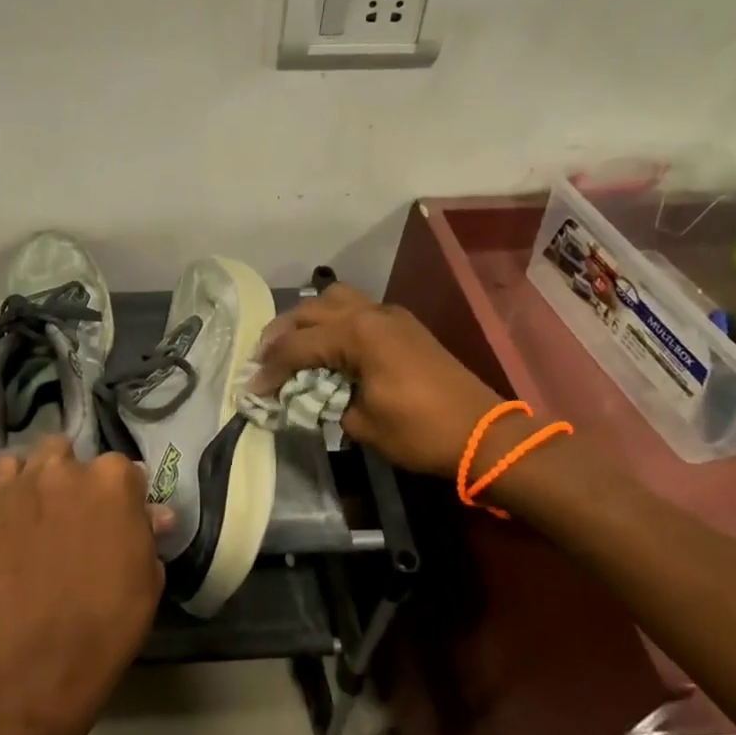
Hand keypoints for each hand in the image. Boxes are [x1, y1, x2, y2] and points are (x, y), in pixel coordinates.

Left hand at [0, 437, 167, 734]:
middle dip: (82, 478)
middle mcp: (70, 468)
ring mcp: (27, 482)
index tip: (121, 517)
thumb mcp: (148, 575)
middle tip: (81, 514)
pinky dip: (15, 481)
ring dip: (48, 473)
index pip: (126, 469)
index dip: (125, 495)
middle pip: (78, 456)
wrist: (45, 654)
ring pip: (41, 456)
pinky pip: (4, 471)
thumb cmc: (111, 618)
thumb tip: (155, 514)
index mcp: (115, 480)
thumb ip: (148, 532)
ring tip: (47, 506)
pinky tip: (19, 505)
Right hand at [250, 282, 500, 479]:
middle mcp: (370, 314)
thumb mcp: (362, 423)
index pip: (298, 346)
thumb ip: (328, 401)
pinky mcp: (404, 326)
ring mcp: (390, 315)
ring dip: (309, 319)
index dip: (270, 369)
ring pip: (335, 299)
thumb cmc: (419, 432)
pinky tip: (327, 346)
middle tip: (263, 360)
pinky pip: (357, 310)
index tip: (251, 390)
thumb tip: (313, 396)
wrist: (483, 434)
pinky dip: (334, 322)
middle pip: (310, 310)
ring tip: (293, 345)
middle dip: (281, 334)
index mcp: (357, 334)